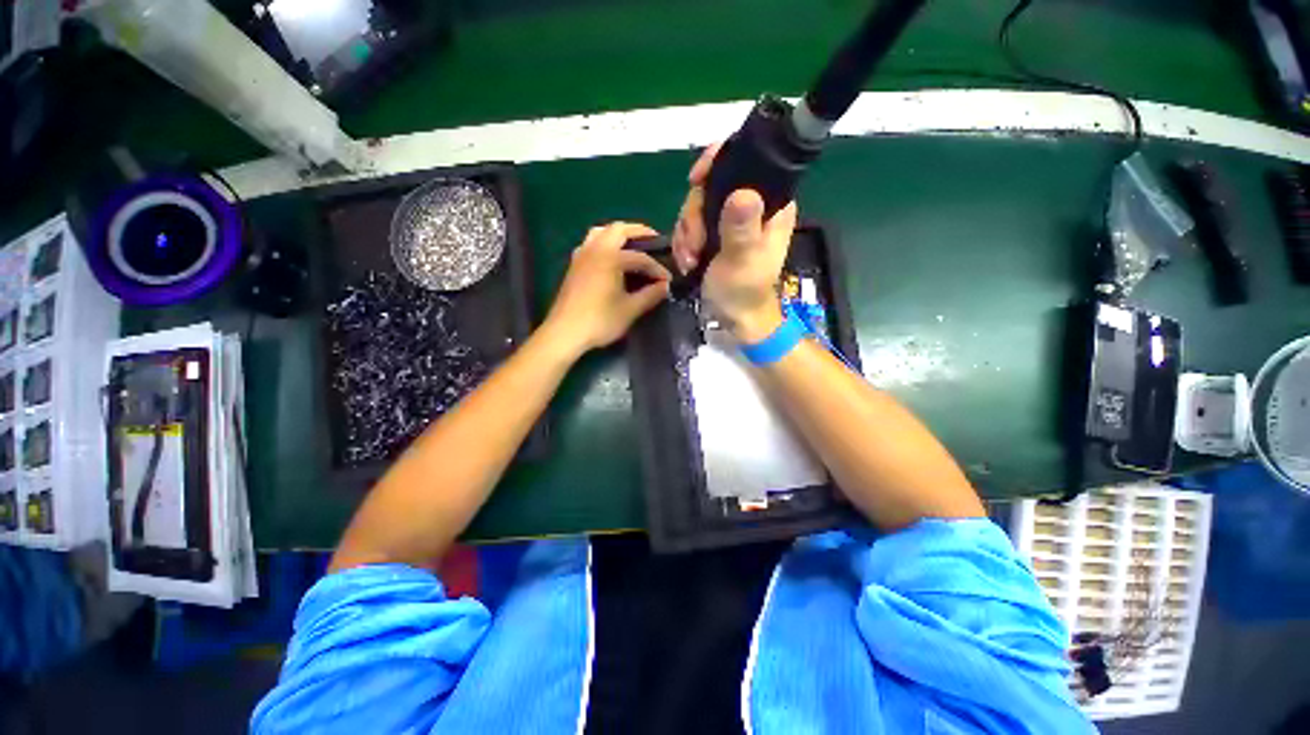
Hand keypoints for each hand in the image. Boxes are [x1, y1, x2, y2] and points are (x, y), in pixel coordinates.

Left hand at [543, 222, 670, 356]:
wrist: (565, 333)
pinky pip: (591, 243)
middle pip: (618, 230)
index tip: (668, 281)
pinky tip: (610, 257)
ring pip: (601, 232)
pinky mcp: (574, 265)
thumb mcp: (630, 310)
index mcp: (610, 258)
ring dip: (619, 233)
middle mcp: (595, 250)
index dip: (657, 269)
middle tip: (654, 240)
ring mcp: (581, 256)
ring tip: (632, 244)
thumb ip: (650, 295)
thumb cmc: (599, 321)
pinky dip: (604, 242)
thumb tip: (665, 286)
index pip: (641, 258)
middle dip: (639, 232)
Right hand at [670, 144, 797, 342]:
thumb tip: (741, 193)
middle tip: (694, 245)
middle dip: (694, 216)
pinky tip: (688, 261)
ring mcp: (731, 220)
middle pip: (712, 185)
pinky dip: (685, 242)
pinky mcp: (716, 234)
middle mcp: (752, 206)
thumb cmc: (744, 293)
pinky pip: (692, 225)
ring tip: (690, 260)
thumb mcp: (742, 261)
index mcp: (771, 204)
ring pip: (697, 206)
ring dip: (687, 234)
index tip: (695, 180)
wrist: (736, 320)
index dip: (718, 162)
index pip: (747, 161)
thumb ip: (741, 229)